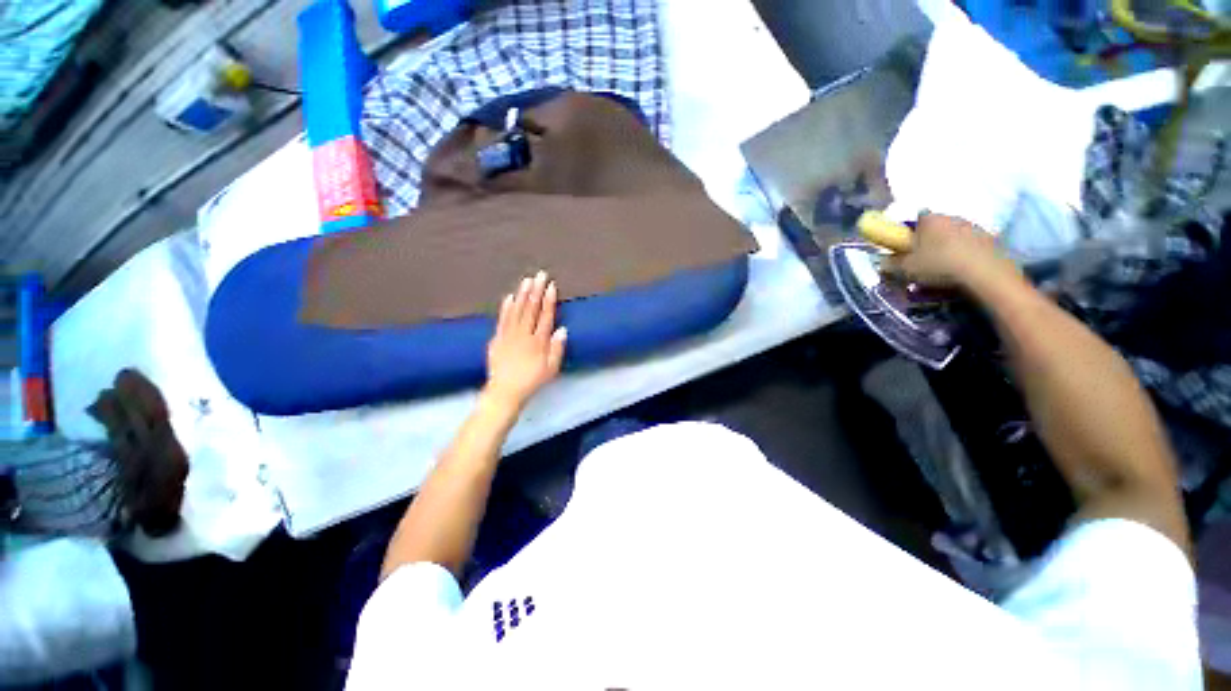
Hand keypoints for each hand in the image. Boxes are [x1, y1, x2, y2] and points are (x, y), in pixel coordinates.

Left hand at [484, 271, 567, 409]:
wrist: (505, 391)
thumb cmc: (532, 381)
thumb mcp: (551, 369)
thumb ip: (557, 349)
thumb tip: (562, 329)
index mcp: (538, 341)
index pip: (545, 316)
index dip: (549, 300)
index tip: (551, 286)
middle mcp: (524, 334)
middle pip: (531, 309)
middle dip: (536, 291)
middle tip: (540, 275)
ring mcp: (509, 335)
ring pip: (517, 311)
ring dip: (522, 294)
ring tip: (526, 280)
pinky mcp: (497, 338)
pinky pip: (502, 319)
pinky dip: (506, 308)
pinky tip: (509, 297)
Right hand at [889, 213, 1009, 288]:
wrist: (984, 271)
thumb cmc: (939, 264)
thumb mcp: (907, 268)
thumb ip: (892, 263)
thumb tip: (883, 261)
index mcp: (929, 219)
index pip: (916, 220)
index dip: (910, 233)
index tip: (908, 248)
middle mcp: (951, 217)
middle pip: (937, 227)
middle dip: (930, 240)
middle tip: (924, 260)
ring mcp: (974, 226)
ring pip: (954, 235)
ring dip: (949, 246)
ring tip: (944, 267)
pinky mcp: (990, 238)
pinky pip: (971, 244)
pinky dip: (965, 253)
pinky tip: (962, 268)